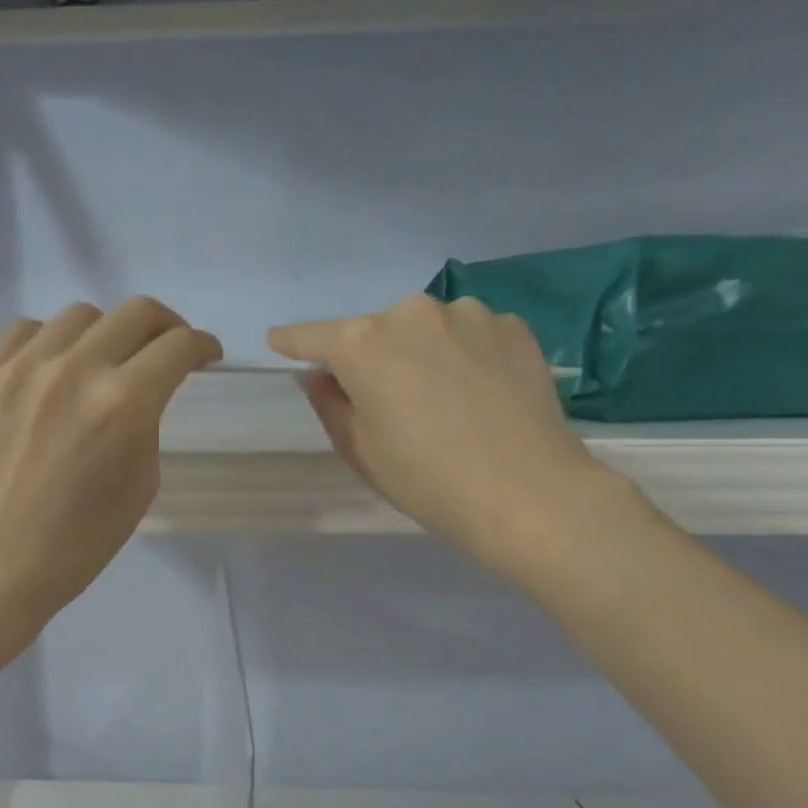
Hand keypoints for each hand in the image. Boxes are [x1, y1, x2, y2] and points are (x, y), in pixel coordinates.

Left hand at [0, 298, 222, 634]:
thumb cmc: (77, 544)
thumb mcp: (140, 486)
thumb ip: (148, 424)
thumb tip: (142, 389)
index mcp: (122, 405)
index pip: (177, 347)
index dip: (201, 346)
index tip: (204, 354)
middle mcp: (73, 370)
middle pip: (135, 313)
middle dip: (164, 327)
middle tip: (164, 350)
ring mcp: (19, 368)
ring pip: (78, 316)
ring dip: (104, 333)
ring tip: (100, 362)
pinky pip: (22, 331)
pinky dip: (48, 341)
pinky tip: (50, 369)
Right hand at [270, 295, 634, 581]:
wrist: (527, 494)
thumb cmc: (425, 479)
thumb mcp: (359, 449)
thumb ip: (329, 402)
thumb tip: (319, 374)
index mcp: (363, 344)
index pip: (312, 336)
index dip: (293, 342)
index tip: (280, 343)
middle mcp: (412, 313)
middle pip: (373, 331)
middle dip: (369, 357)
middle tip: (386, 400)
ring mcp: (468, 314)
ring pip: (424, 330)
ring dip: (419, 352)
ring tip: (441, 398)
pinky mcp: (512, 327)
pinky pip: (468, 334)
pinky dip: (462, 354)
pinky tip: (478, 392)